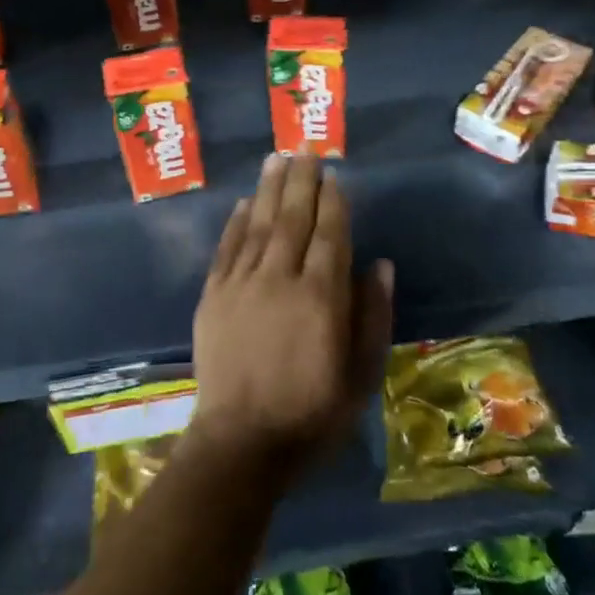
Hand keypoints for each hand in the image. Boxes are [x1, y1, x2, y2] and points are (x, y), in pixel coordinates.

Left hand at [187, 153, 392, 480]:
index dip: (333, 201)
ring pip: (258, 224)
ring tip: (276, 159)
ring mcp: (242, 285)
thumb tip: (381, 264)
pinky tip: (243, 203)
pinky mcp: (213, 297)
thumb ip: (373, 316)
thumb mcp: (361, 375)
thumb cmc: (311, 415)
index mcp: (321, 296)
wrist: (240, 446)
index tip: (334, 175)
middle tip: (305, 149)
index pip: (330, 233)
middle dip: (301, 181)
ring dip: (268, 189)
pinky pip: (226, 249)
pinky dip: (235, 223)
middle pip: (292, 218)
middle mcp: (280, 278)